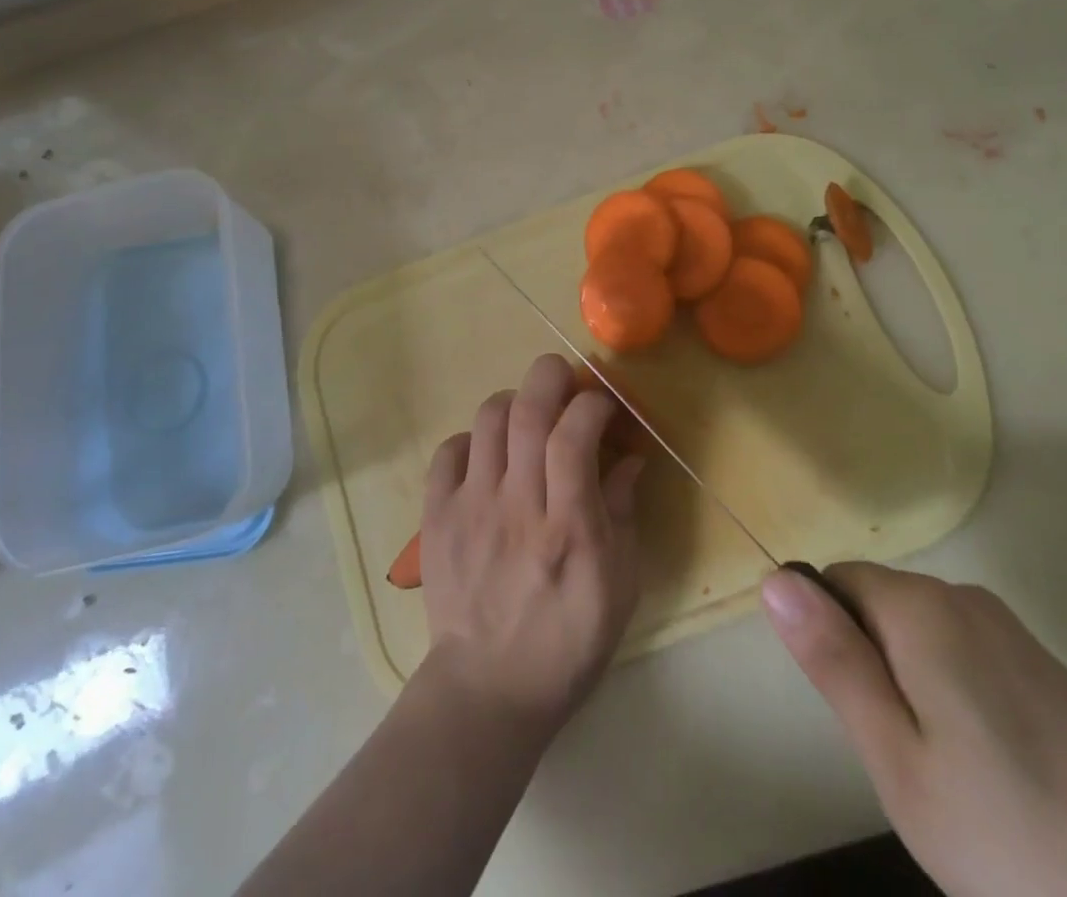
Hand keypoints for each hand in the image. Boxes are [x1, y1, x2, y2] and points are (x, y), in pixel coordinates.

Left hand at [419, 353, 644, 732]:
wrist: (489, 689)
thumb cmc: (568, 641)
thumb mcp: (620, 586)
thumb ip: (624, 514)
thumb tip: (629, 458)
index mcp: (568, 527)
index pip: (574, 435)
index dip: (591, 404)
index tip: (603, 406)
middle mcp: (517, 506)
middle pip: (527, 411)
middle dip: (549, 376)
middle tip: (564, 378)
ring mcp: (471, 508)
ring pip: (487, 420)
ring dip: (513, 403)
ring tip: (528, 419)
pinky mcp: (437, 517)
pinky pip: (448, 451)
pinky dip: (472, 439)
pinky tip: (488, 456)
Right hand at [762, 563, 1066, 896]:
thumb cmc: (1017, 833)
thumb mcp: (899, 760)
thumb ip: (833, 661)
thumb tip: (774, 578)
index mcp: (918, 607)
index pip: (833, 581)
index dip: (827, 639)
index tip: (856, 714)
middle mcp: (961, 596)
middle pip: (877, 605)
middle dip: (870, 666)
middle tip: (902, 758)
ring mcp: (1009, 629)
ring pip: (920, 636)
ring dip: (912, 687)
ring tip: (949, 776)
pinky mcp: (1046, 666)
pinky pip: (965, 657)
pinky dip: (955, 700)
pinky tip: (994, 774)